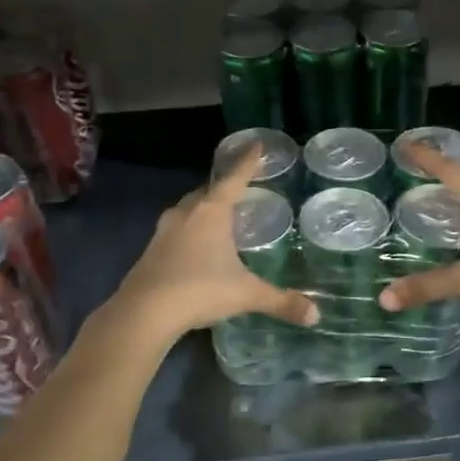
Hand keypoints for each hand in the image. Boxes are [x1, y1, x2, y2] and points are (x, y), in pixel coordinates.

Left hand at [112, 146, 318, 341]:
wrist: (143, 313)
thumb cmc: (200, 290)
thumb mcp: (246, 294)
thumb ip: (281, 301)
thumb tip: (316, 316)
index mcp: (212, 212)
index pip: (234, 178)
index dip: (248, 161)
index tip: (257, 144)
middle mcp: (187, 213)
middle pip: (208, 191)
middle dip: (224, 187)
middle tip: (241, 188)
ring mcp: (164, 231)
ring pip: (188, 209)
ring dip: (204, 209)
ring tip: (219, 216)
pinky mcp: (151, 251)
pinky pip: (176, 230)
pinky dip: (189, 230)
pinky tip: (196, 246)